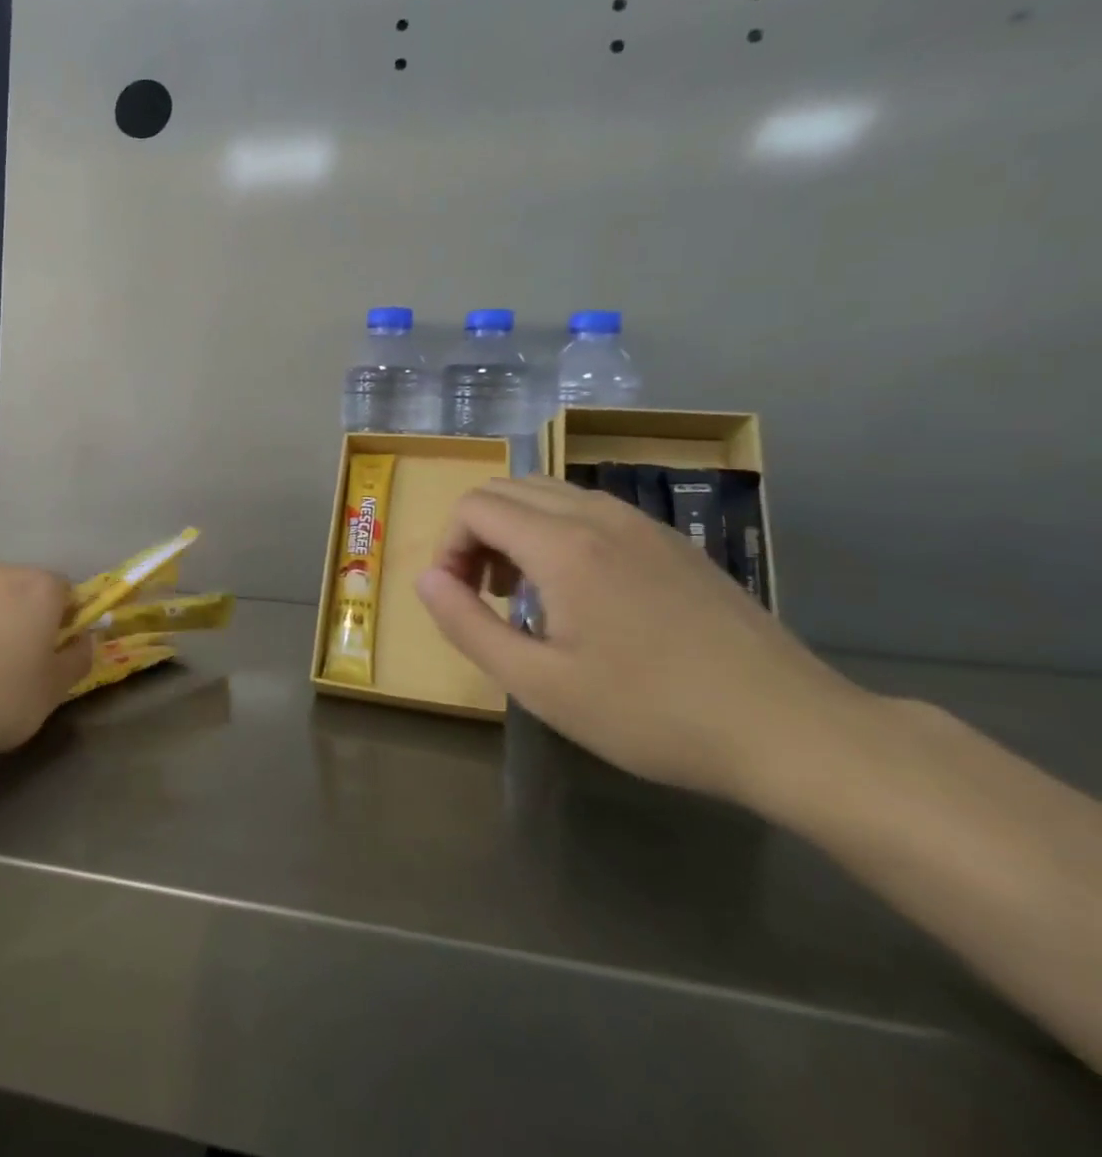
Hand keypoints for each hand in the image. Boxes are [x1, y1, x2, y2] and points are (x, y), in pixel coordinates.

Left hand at [0, 565, 91, 760]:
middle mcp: (1, 576)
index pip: (67, 592)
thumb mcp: (54, 691)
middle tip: (22, 663)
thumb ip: (78, 659)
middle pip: (25, 591)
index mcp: (40, 589)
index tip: (57, 653)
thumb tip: (84, 640)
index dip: (67, 621)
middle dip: (28, 618)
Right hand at [414, 477, 870, 806]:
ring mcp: (643, 525)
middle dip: (476, 533)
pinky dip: (558, 532)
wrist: (792, 731)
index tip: (458, 598)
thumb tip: (425, 579)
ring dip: (516, 529)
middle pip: (507, 488)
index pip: (474, 507)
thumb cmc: (652, 713)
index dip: (449, 547)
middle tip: (484, 594)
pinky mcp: (673, 542)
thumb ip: (466, 624)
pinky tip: (580, 593)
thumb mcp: (539, 684)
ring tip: (526, 594)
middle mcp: (599, 516)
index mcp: (562, 545)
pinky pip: (591, 510)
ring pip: (550, 494)